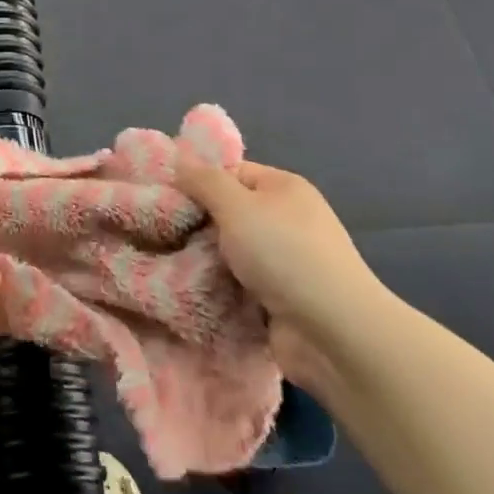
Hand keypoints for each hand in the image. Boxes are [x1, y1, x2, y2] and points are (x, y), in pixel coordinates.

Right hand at [176, 159, 388, 394]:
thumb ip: (204, 181)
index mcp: (284, 188)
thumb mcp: (236, 205)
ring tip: (165, 263)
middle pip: (229, 212)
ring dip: (205, 260)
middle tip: (159, 232)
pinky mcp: (281, 299)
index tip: (164, 197)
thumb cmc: (284, 255)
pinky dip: (219, 287)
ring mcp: (287, 262)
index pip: (231, 172)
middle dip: (197, 224)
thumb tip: (180, 159)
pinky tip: (190, 289)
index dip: (198, 181)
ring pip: (231, 251)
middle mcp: (288, 220)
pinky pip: (239, 284)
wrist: (334, 334)